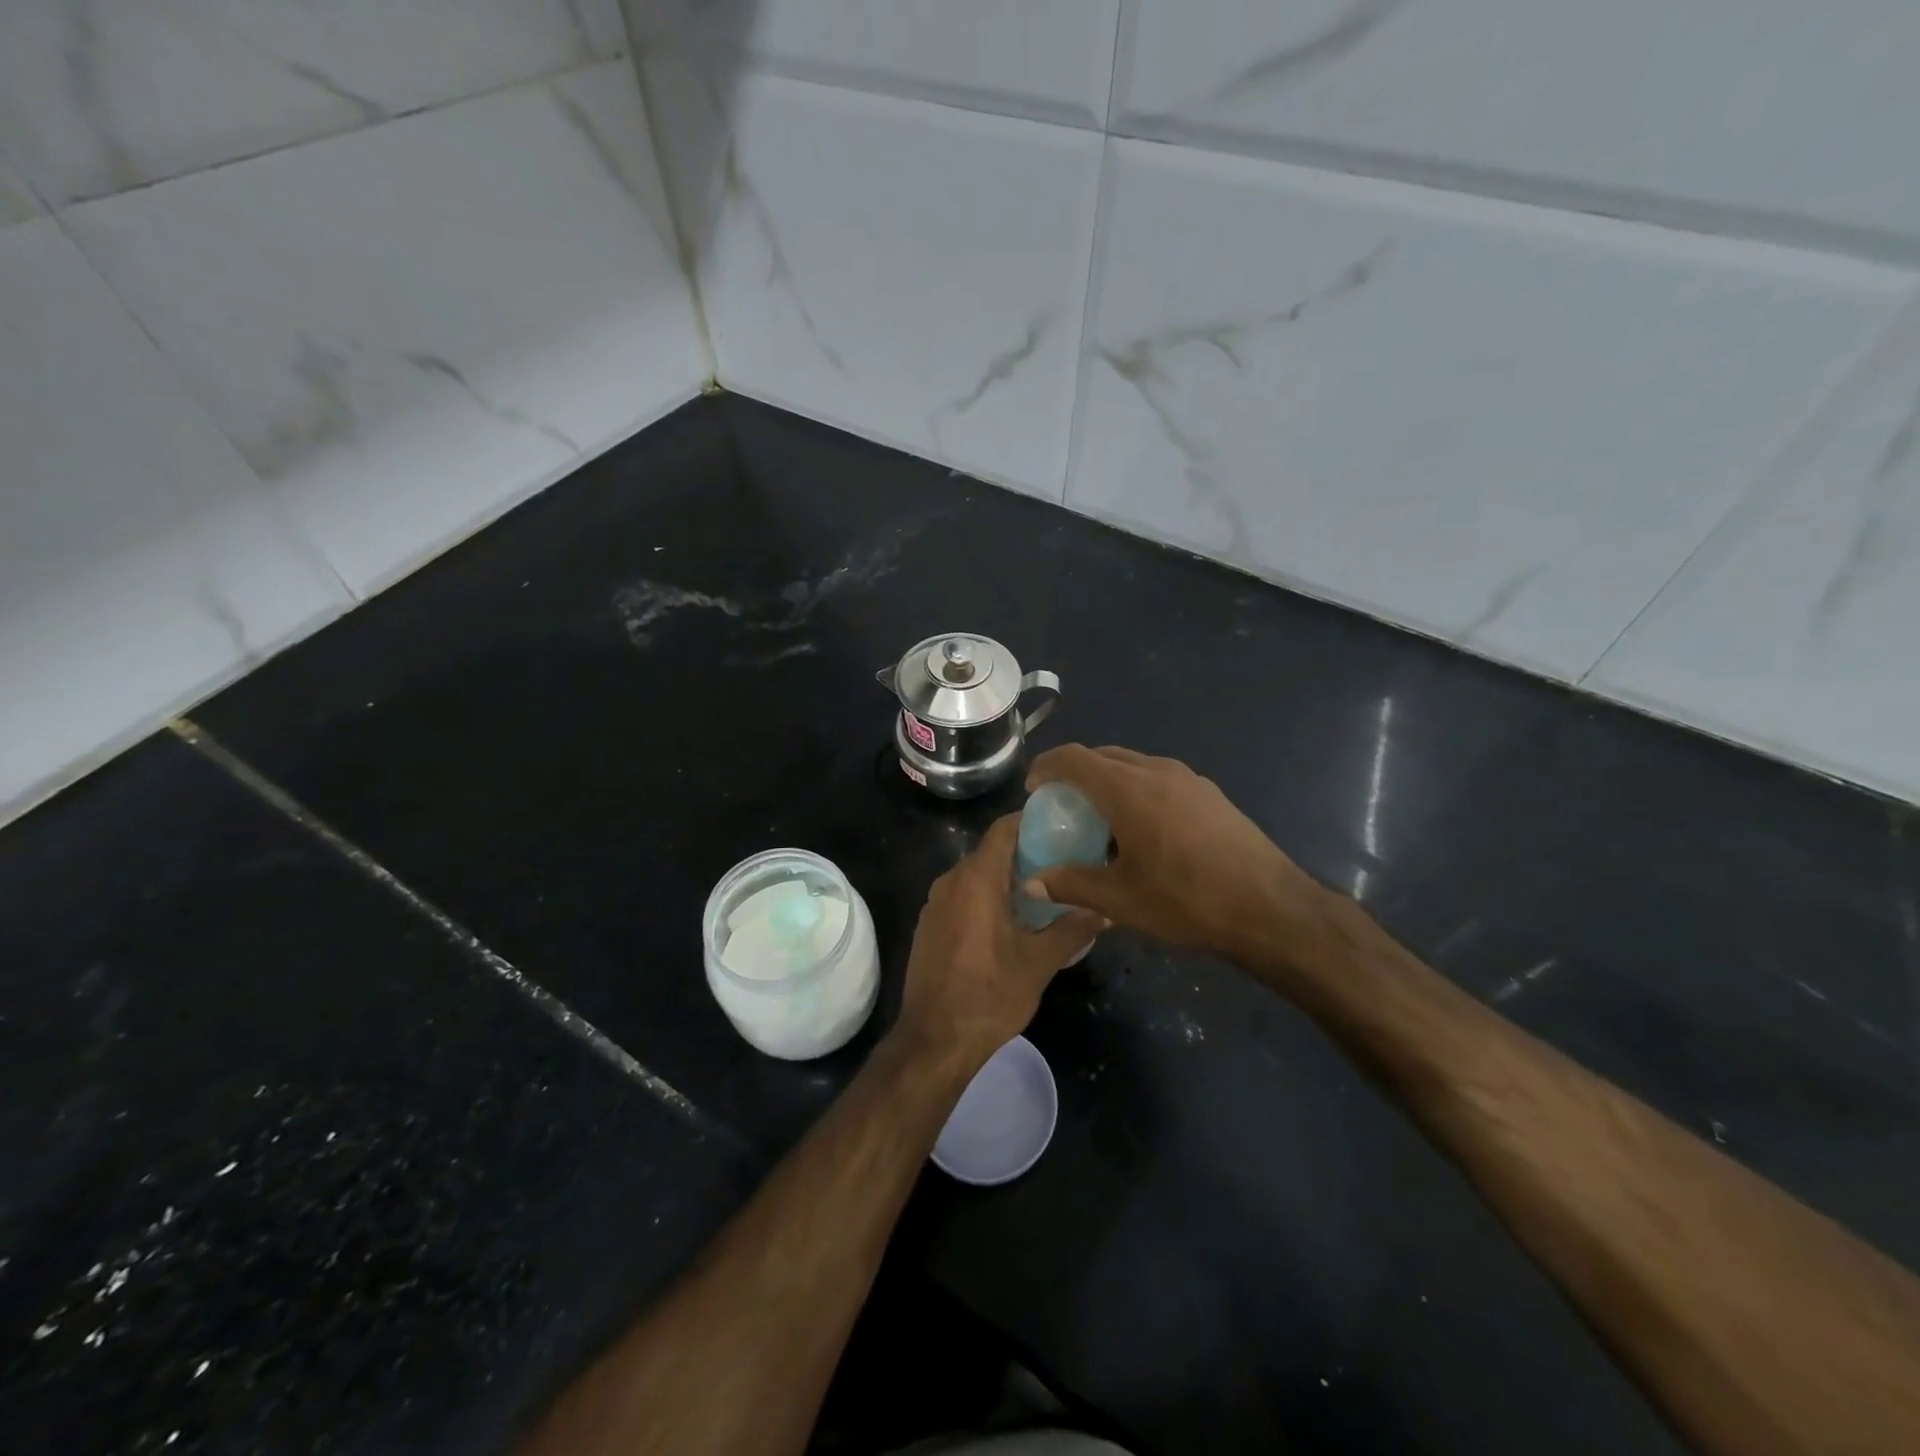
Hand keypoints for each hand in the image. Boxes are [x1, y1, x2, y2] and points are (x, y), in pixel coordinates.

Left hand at [896, 814, 1103, 1071]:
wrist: (934, 1040)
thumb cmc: (990, 995)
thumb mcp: (1039, 963)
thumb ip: (1073, 929)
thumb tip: (1106, 911)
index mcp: (977, 879)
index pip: (1003, 829)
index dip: (1031, 821)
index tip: (1062, 826)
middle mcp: (951, 881)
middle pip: (990, 851)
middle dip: (1025, 853)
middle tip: (1062, 862)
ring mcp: (935, 903)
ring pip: (975, 875)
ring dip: (1005, 878)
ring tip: (1042, 893)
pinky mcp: (929, 925)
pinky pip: (961, 896)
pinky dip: (985, 897)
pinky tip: (1009, 921)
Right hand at [1025, 744, 1325, 963]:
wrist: (1270, 908)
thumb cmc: (1186, 900)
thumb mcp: (1120, 900)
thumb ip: (1071, 884)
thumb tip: (1033, 882)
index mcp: (1128, 789)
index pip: (1074, 758)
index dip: (1047, 766)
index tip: (1034, 788)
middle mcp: (1157, 771)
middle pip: (1105, 755)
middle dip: (1077, 772)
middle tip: (1063, 803)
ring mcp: (1189, 779)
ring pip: (1135, 765)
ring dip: (1110, 780)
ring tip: (1102, 817)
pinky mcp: (1211, 794)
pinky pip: (1161, 778)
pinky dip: (1138, 790)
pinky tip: (1145, 829)